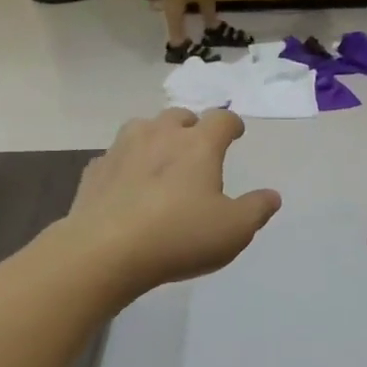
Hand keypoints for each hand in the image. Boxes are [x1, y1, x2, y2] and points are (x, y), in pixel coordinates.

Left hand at [64, 109, 280, 298]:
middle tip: (196, 147)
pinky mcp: (95, 170)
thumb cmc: (179, 236)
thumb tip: (271, 196)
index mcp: (198, 145)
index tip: (235, 133)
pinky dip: (126, 164)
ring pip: (143, 128)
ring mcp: (122, 149)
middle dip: (191, 127)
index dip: (231, 124)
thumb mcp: (233, 230)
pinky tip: (127, 184)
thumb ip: (256, 210)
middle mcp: (159, 135)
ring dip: (156, 137)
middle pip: (179, 116)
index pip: (221, 119)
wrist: (105, 250)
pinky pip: (115, 157)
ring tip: (161, 158)